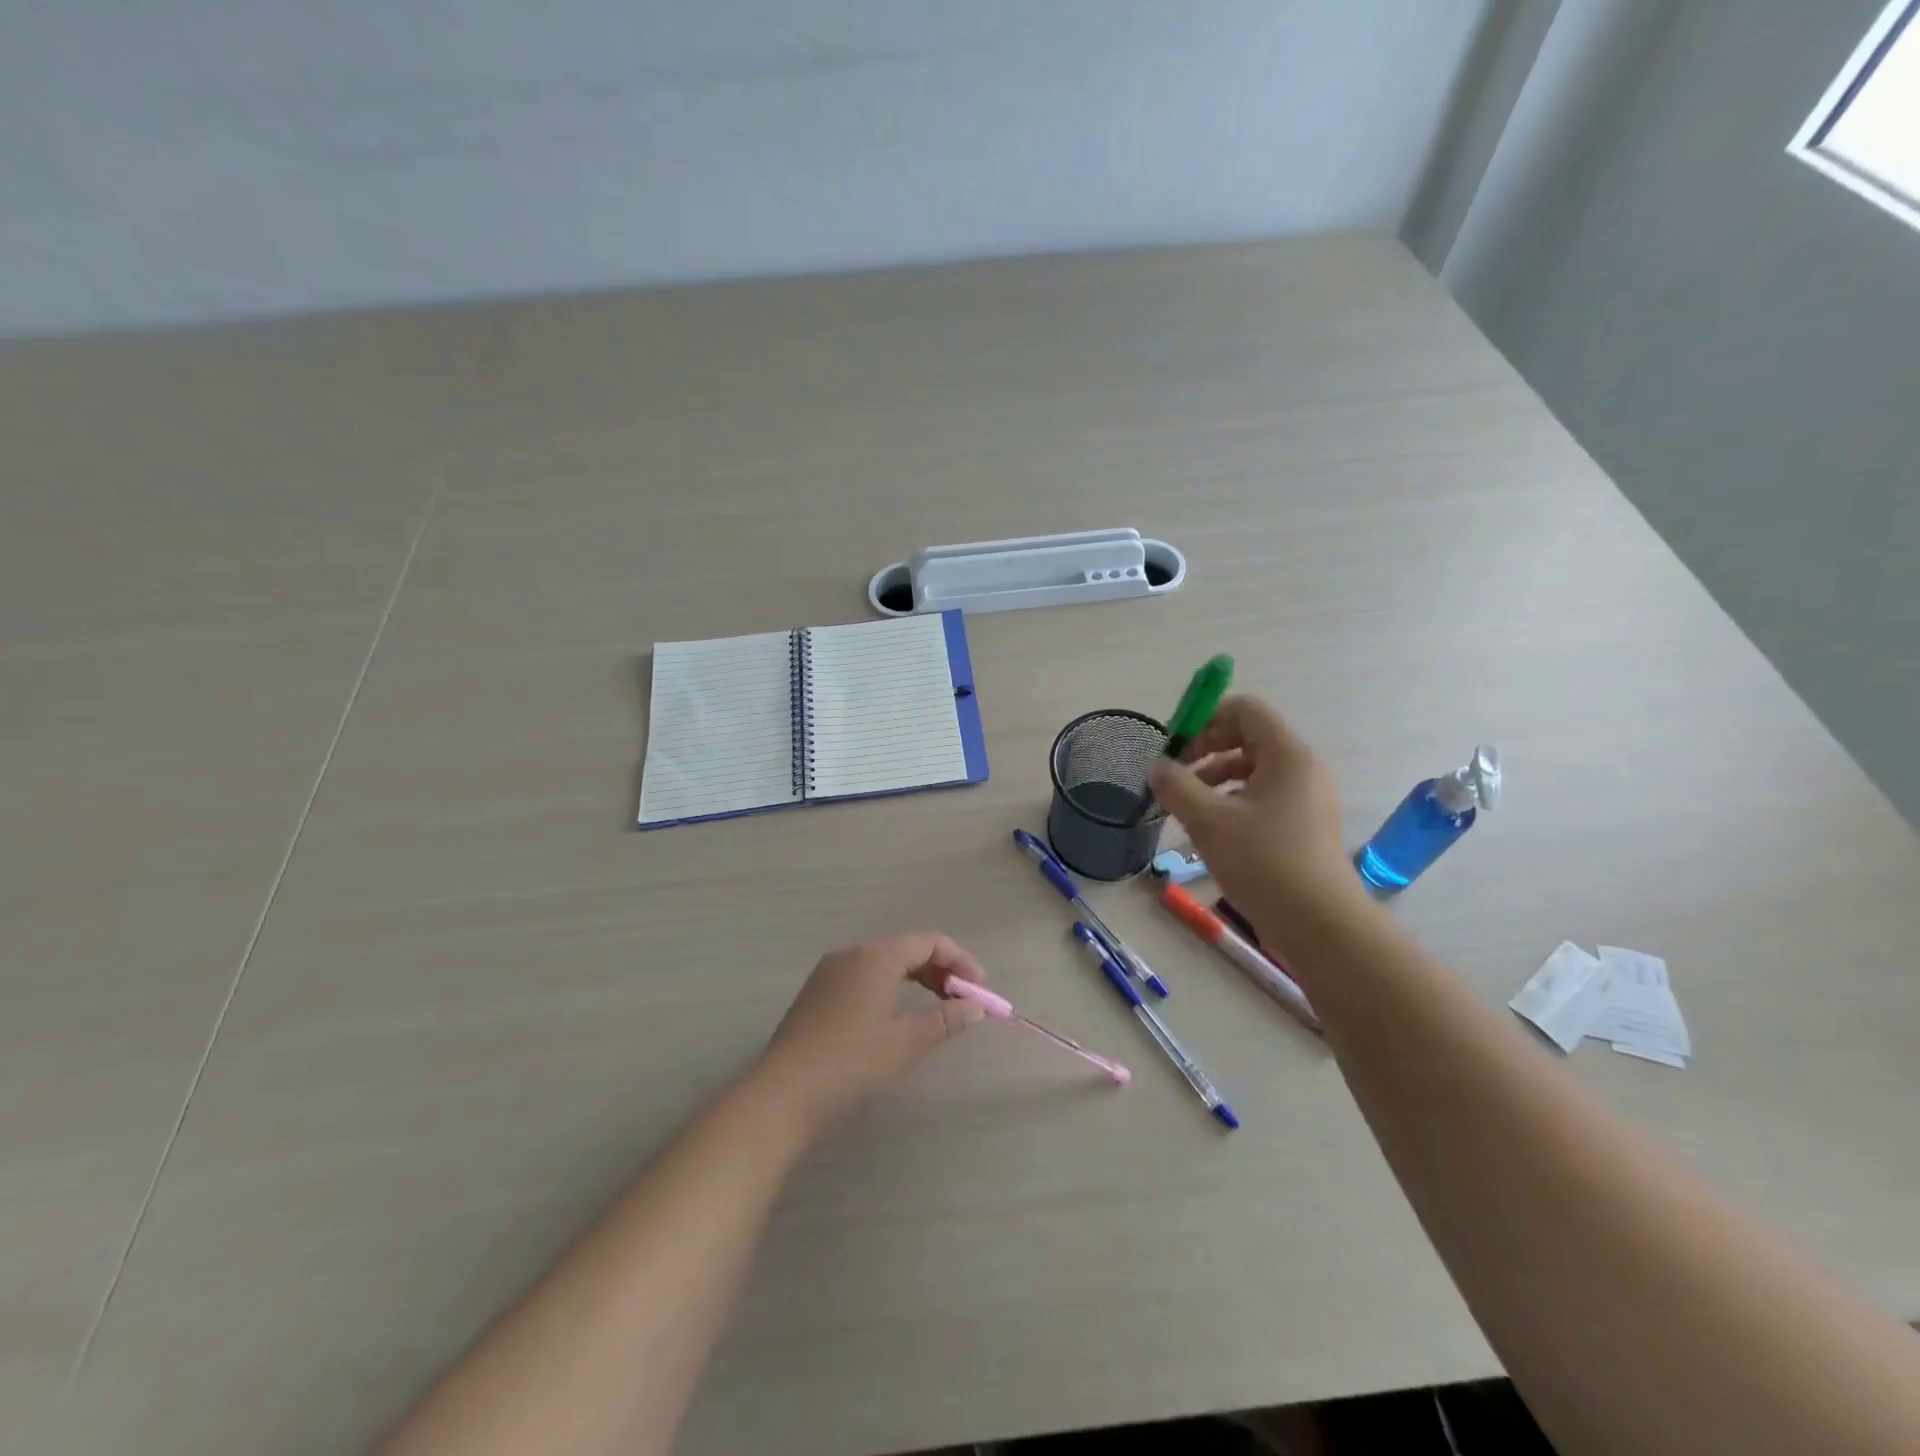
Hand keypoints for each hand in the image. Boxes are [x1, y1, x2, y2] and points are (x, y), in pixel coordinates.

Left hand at [754, 934, 989, 1136]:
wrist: (783, 1095)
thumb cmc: (852, 1064)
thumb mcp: (907, 1043)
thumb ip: (946, 1020)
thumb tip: (975, 1007)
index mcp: (876, 956)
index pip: (930, 942)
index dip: (961, 962)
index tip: (980, 991)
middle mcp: (852, 953)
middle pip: (907, 949)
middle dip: (940, 971)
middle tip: (962, 1002)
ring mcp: (829, 972)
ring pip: (884, 963)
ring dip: (915, 980)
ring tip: (935, 1010)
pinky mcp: (816, 993)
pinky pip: (864, 977)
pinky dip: (889, 988)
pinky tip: (895, 1018)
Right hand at [1147, 696, 1366, 929]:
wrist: (1320, 925)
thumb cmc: (1263, 862)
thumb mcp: (1208, 821)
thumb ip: (1176, 786)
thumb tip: (1157, 766)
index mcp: (1286, 755)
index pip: (1244, 709)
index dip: (1205, 720)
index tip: (1177, 749)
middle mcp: (1302, 769)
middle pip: (1248, 738)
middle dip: (1206, 751)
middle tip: (1176, 778)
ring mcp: (1307, 798)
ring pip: (1253, 770)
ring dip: (1215, 779)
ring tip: (1188, 809)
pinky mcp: (1305, 825)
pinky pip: (1264, 796)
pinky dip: (1233, 802)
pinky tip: (1212, 831)